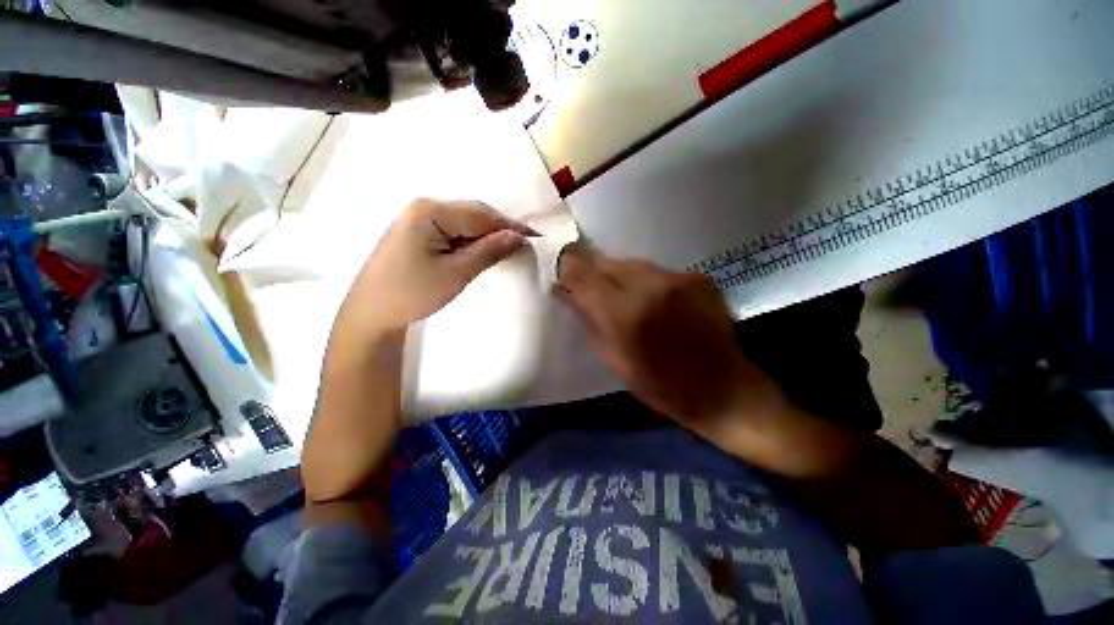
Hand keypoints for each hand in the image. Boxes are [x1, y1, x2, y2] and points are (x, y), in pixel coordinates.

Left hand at [340, 199, 535, 337]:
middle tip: (523, 247)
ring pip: (465, 224)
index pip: (482, 214)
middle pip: (473, 215)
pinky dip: (471, 242)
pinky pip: (454, 232)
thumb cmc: (413, 293)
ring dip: (486, 237)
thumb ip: (489, 251)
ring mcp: (420, 220)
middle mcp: (425, 208)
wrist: (371, 313)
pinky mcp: (419, 234)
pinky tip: (482, 253)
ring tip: (507, 252)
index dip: (510, 226)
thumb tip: (518, 237)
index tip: (535, 239)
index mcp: (431, 212)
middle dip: (499, 231)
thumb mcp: (456, 273)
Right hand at [556, 245, 782, 435]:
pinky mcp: (697, 277)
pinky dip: (647, 281)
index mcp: (624, 314)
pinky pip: (658, 271)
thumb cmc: (660, 386)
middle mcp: (650, 287)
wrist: (723, 389)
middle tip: (588, 282)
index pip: (583, 273)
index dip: (567, 266)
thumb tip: (566, 291)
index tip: (561, 269)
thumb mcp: (613, 359)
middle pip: (606, 261)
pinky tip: (654, 300)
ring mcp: (678, 279)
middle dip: (592, 269)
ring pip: (632, 263)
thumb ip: (588, 319)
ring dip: (619, 275)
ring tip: (622, 294)